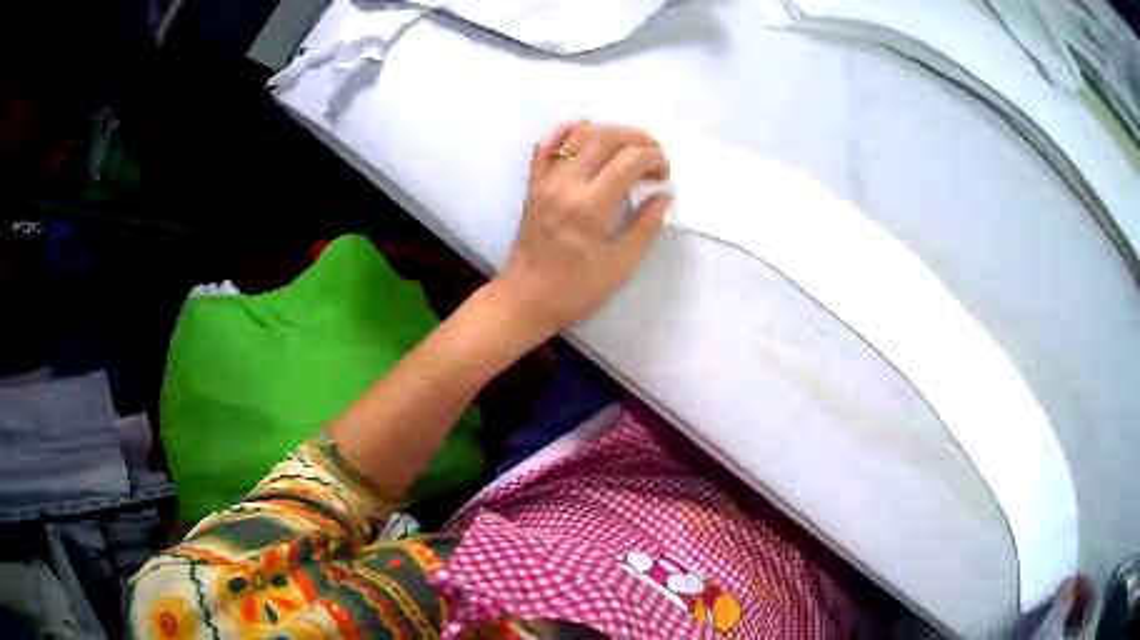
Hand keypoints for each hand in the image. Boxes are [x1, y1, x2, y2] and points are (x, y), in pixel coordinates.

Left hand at [491, 121, 671, 336]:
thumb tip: (663, 196)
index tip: (665, 173)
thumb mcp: (619, 266)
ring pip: (577, 136)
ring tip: (629, 144)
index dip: (654, 159)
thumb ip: (644, 227)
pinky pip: (545, 146)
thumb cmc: (575, 290)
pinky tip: (582, 126)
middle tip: (654, 152)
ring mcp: (545, 181)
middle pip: (605, 139)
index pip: (628, 161)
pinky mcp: (533, 185)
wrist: (525, 299)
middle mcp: (565, 184)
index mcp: (589, 207)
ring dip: (608, 131)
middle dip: (637, 138)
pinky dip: (564, 130)